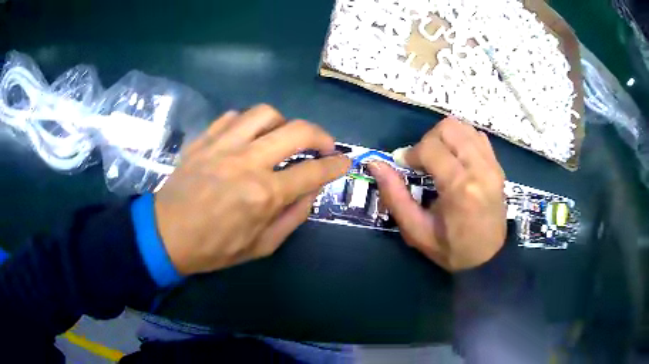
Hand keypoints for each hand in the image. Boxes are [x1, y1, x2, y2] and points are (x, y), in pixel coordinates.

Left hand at [154, 105, 350, 274]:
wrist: (166, 235)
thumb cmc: (214, 247)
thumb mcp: (261, 246)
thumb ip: (293, 216)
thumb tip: (312, 190)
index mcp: (264, 194)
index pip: (313, 171)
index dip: (336, 165)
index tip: (345, 162)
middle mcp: (247, 161)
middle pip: (297, 130)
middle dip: (321, 135)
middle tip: (324, 146)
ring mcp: (223, 145)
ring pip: (266, 113)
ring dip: (284, 123)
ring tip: (283, 137)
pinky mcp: (204, 139)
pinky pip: (233, 116)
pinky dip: (248, 123)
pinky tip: (248, 137)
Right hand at [368, 118, 505, 271]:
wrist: (489, 258)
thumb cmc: (451, 250)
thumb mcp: (416, 231)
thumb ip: (394, 196)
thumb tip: (375, 164)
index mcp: (460, 187)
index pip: (431, 147)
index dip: (411, 153)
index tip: (405, 166)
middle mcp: (480, 168)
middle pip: (448, 128)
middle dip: (428, 140)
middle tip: (422, 162)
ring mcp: (492, 164)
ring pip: (463, 127)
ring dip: (444, 138)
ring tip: (438, 159)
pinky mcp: (498, 165)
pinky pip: (476, 136)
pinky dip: (461, 140)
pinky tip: (455, 159)